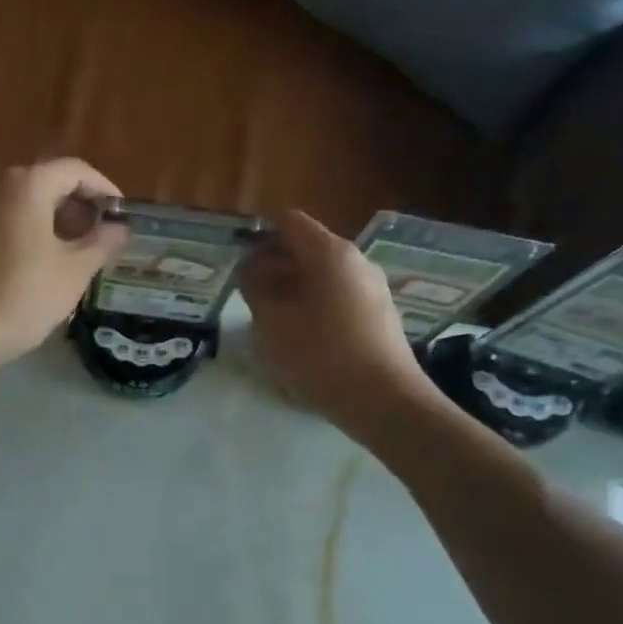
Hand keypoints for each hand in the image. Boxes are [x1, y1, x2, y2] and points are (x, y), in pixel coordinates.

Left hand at [0, 159, 129, 372]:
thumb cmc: (26, 295)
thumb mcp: (76, 270)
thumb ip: (103, 242)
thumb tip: (120, 228)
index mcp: (29, 186)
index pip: (76, 171)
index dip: (104, 189)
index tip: (122, 216)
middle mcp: (0, 190)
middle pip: (50, 184)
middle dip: (82, 207)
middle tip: (104, 237)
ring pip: (29, 207)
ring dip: (59, 223)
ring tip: (81, 254)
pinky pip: (10, 226)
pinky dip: (34, 236)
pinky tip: (47, 267)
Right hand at [239, 210, 439, 431]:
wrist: (384, 401)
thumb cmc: (321, 355)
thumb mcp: (272, 322)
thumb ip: (254, 287)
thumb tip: (250, 269)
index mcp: (330, 253)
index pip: (288, 222)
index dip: (258, 236)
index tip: (239, 262)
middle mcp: (355, 260)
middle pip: (306, 247)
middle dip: (273, 264)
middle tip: (247, 293)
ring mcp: (371, 287)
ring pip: (321, 273)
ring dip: (291, 287)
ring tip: (269, 318)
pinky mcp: (378, 313)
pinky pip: (337, 294)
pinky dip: (313, 303)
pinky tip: (300, 335)